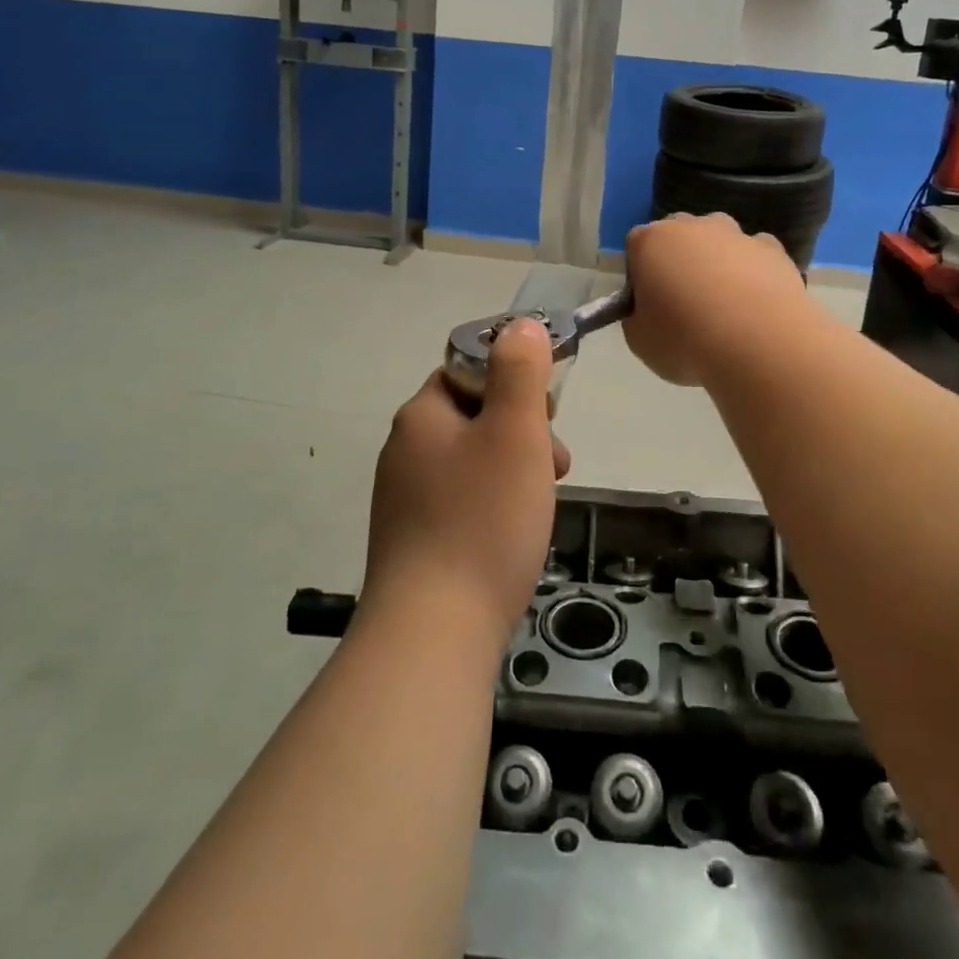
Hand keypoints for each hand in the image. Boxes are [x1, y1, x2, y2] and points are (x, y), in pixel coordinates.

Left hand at [362, 319, 565, 646]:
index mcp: (421, 415)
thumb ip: (519, 371)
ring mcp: (403, 499)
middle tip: (555, 467)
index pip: (467, 369)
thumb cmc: (483, 519)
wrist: (433, 633)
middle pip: (472, 417)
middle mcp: (403, 450)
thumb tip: (519, 325)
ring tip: (540, 506)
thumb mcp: (514, 431)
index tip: (546, 414)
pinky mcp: (411, 542)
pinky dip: (492, 507)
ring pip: (470, 462)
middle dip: (520, 431)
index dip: (512, 381)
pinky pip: (460, 502)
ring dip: (512, 471)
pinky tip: (511, 537)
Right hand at [624, 213, 806, 386]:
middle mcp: (692, 227)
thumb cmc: (685, 341)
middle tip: (684, 302)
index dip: (641, 273)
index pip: (636, 245)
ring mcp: (736, 235)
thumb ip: (636, 317)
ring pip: (719, 239)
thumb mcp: (639, 341)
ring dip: (717, 261)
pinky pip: (756, 255)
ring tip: (724, 305)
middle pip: (678, 235)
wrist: (759, 345)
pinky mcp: (773, 250)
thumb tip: (648, 312)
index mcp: (651, 242)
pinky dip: (753, 271)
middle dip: (679, 259)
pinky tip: (755, 303)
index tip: (648, 303)